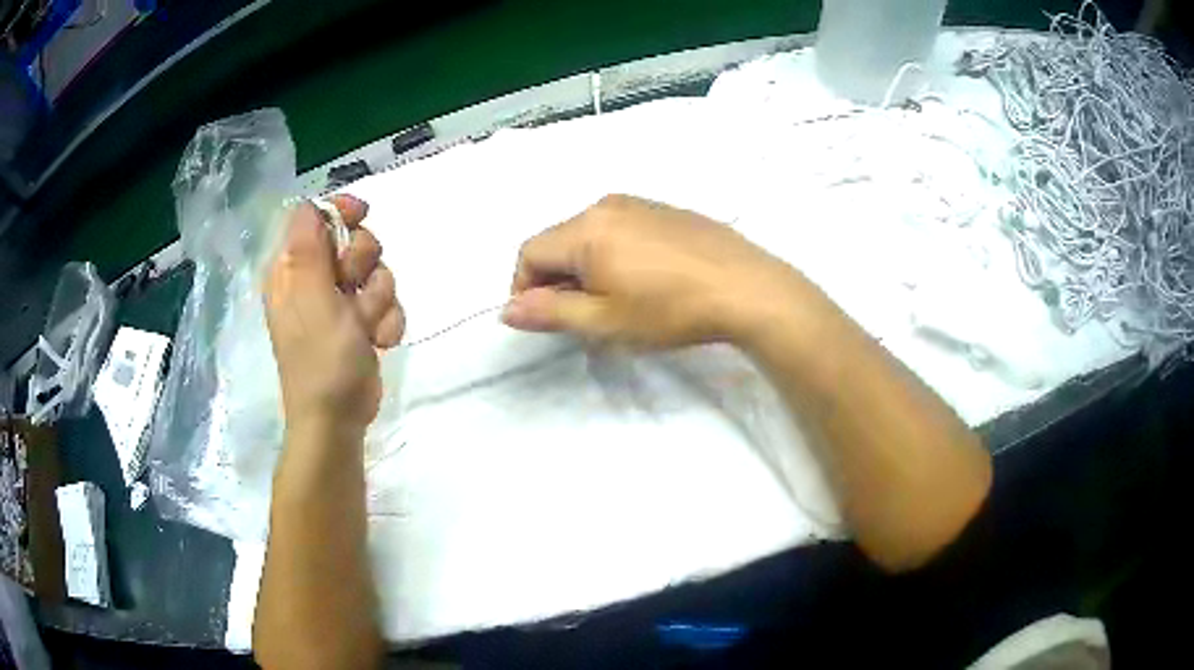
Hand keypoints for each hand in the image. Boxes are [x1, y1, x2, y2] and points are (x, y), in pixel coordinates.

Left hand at [264, 196, 404, 439]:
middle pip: (352, 240)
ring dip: (379, 298)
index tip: (363, 214)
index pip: (314, 217)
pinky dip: (387, 321)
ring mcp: (339, 303)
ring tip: (366, 327)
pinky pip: (386, 302)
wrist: (337, 418)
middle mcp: (314, 280)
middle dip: (363, 262)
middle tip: (353, 288)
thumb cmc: (320, 358)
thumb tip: (310, 204)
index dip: (340, 210)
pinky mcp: (360, 323)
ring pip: (375, 271)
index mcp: (292, 269)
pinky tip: (378, 341)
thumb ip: (309, 246)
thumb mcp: (311, 296)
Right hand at [503, 194, 812, 348]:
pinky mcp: (666, 210)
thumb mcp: (605, 321)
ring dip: (586, 267)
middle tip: (582, 315)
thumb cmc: (671, 310)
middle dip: (557, 278)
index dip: (525, 288)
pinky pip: (621, 228)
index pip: (529, 252)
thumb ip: (550, 312)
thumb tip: (506, 310)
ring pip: (590, 234)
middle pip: (559, 240)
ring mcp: (640, 203)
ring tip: (616, 300)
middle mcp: (606, 205)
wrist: (748, 288)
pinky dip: (614, 254)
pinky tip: (645, 280)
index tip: (545, 319)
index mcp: (586, 229)